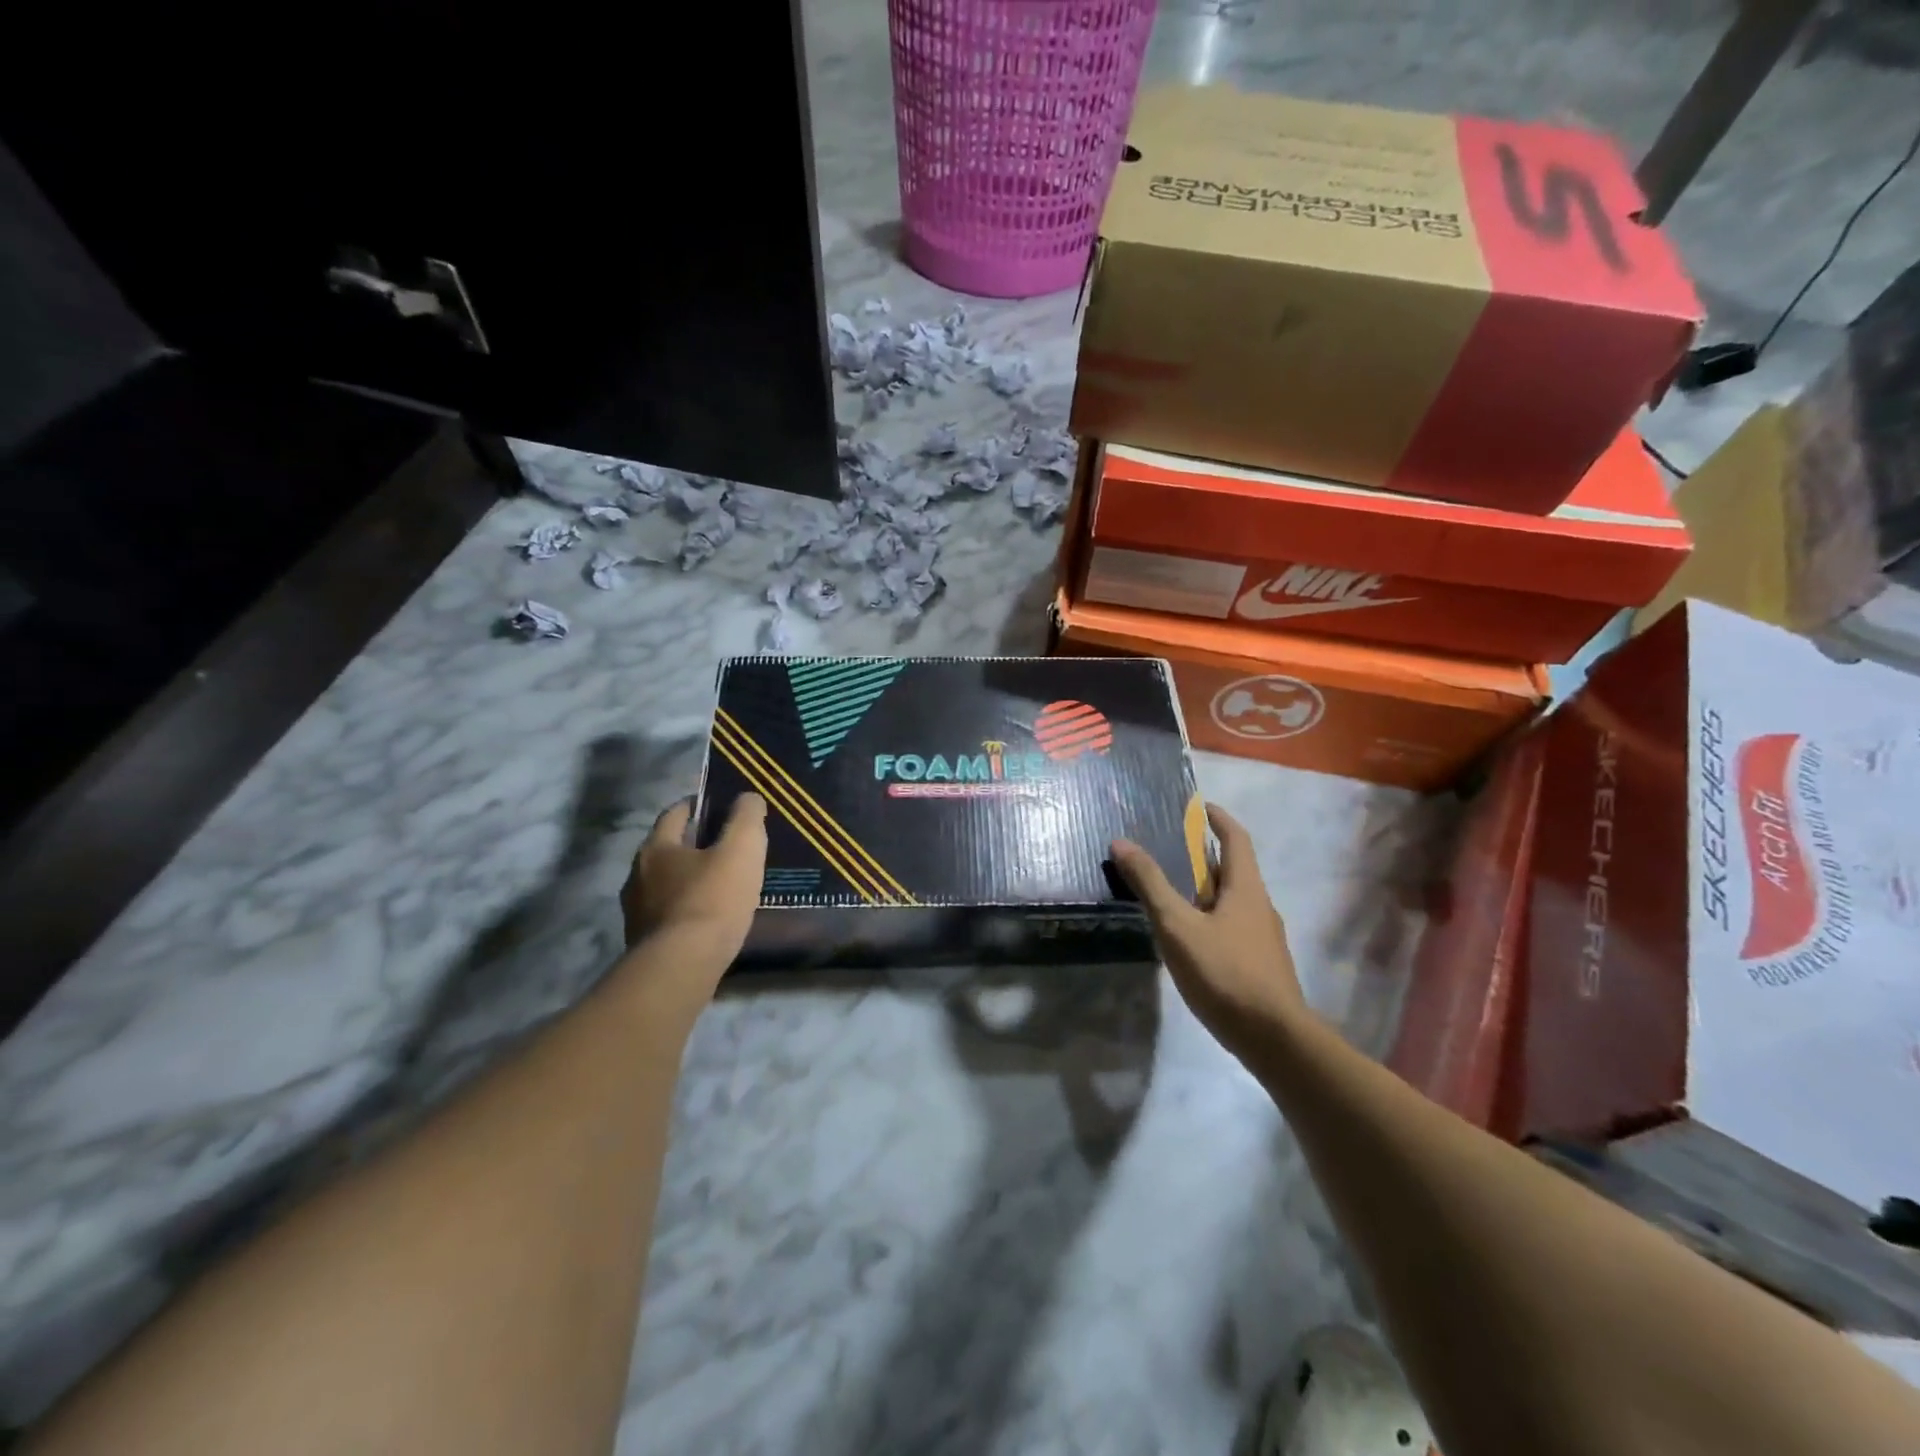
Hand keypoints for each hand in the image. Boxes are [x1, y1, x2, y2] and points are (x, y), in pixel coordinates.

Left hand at [621, 794, 766, 965]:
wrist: (681, 967)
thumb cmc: (712, 900)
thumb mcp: (742, 849)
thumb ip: (746, 818)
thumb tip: (748, 797)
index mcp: (656, 847)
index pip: (674, 814)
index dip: (697, 806)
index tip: (719, 807)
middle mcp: (637, 875)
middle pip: (667, 850)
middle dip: (693, 845)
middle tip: (725, 847)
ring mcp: (636, 912)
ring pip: (665, 885)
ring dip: (688, 881)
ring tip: (720, 886)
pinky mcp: (643, 943)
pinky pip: (668, 915)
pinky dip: (686, 910)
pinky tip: (708, 919)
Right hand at [1111, 804, 1307, 1060]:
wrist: (1274, 1039)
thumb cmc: (1225, 972)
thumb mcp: (1177, 925)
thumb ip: (1150, 884)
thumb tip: (1121, 842)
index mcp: (1246, 888)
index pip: (1236, 839)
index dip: (1218, 820)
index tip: (1198, 808)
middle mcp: (1260, 906)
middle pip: (1233, 870)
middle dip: (1204, 857)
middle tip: (1170, 850)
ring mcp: (1263, 939)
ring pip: (1232, 902)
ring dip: (1205, 890)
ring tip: (1171, 893)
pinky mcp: (1260, 965)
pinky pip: (1232, 927)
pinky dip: (1209, 918)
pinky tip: (1188, 938)